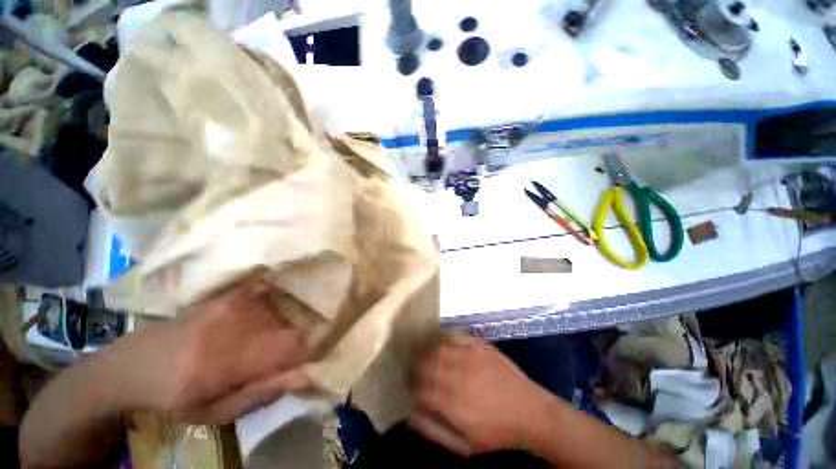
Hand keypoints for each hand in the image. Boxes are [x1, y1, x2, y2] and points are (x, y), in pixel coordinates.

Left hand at [97, 281, 311, 423]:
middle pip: (290, 327)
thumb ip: (260, 393)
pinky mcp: (231, 294)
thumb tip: (305, 375)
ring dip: (279, 330)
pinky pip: (269, 296)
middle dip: (289, 344)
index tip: (297, 365)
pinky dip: (273, 308)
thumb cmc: (176, 395)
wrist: (137, 360)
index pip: (293, 345)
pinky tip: (258, 322)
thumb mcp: (215, 412)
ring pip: (282, 313)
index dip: (304, 353)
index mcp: (229, 359)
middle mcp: (236, 324)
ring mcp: (234, 304)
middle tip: (271, 359)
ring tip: (257, 344)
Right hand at [409, 336, 556, 455]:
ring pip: (437, 347)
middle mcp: (457, 374)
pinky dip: (444, 338)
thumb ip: (435, 431)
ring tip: (425, 355)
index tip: (409, 386)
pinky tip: (441, 342)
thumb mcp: (465, 444)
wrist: (531, 411)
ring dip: (427, 351)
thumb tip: (411, 416)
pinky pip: (455, 335)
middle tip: (414, 369)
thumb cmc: (497, 432)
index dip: (411, 385)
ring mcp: (469, 355)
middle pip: (425, 363)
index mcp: (452, 402)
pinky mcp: (479, 345)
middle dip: (415, 366)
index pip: (419, 387)